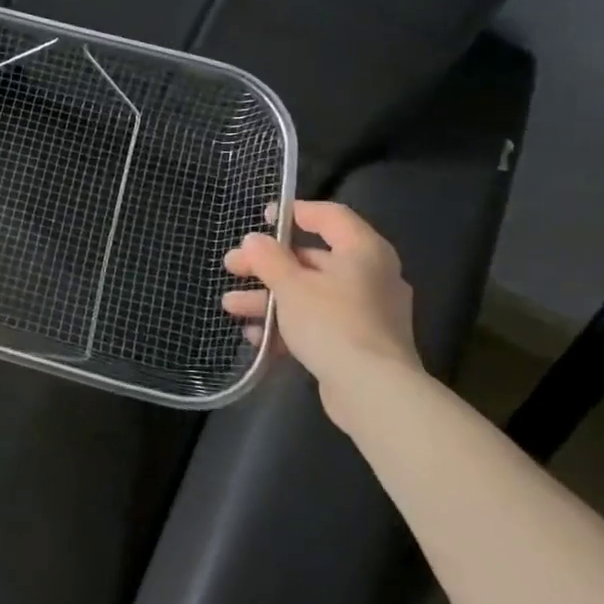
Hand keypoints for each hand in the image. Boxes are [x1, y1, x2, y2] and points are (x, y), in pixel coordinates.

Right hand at [221, 200, 420, 416]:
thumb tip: (254, 240)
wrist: (373, 392)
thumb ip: (269, 259)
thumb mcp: (291, 286)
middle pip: (312, 258)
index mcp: (363, 251)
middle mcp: (371, 276)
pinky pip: (318, 323)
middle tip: (231, 267)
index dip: (295, 212)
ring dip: (269, 298)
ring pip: (310, 294)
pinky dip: (288, 325)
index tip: (262, 218)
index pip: (329, 216)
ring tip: (230, 306)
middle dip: (266, 265)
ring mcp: (367, 312)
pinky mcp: (359, 343)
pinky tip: (255, 336)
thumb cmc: (332, 324)